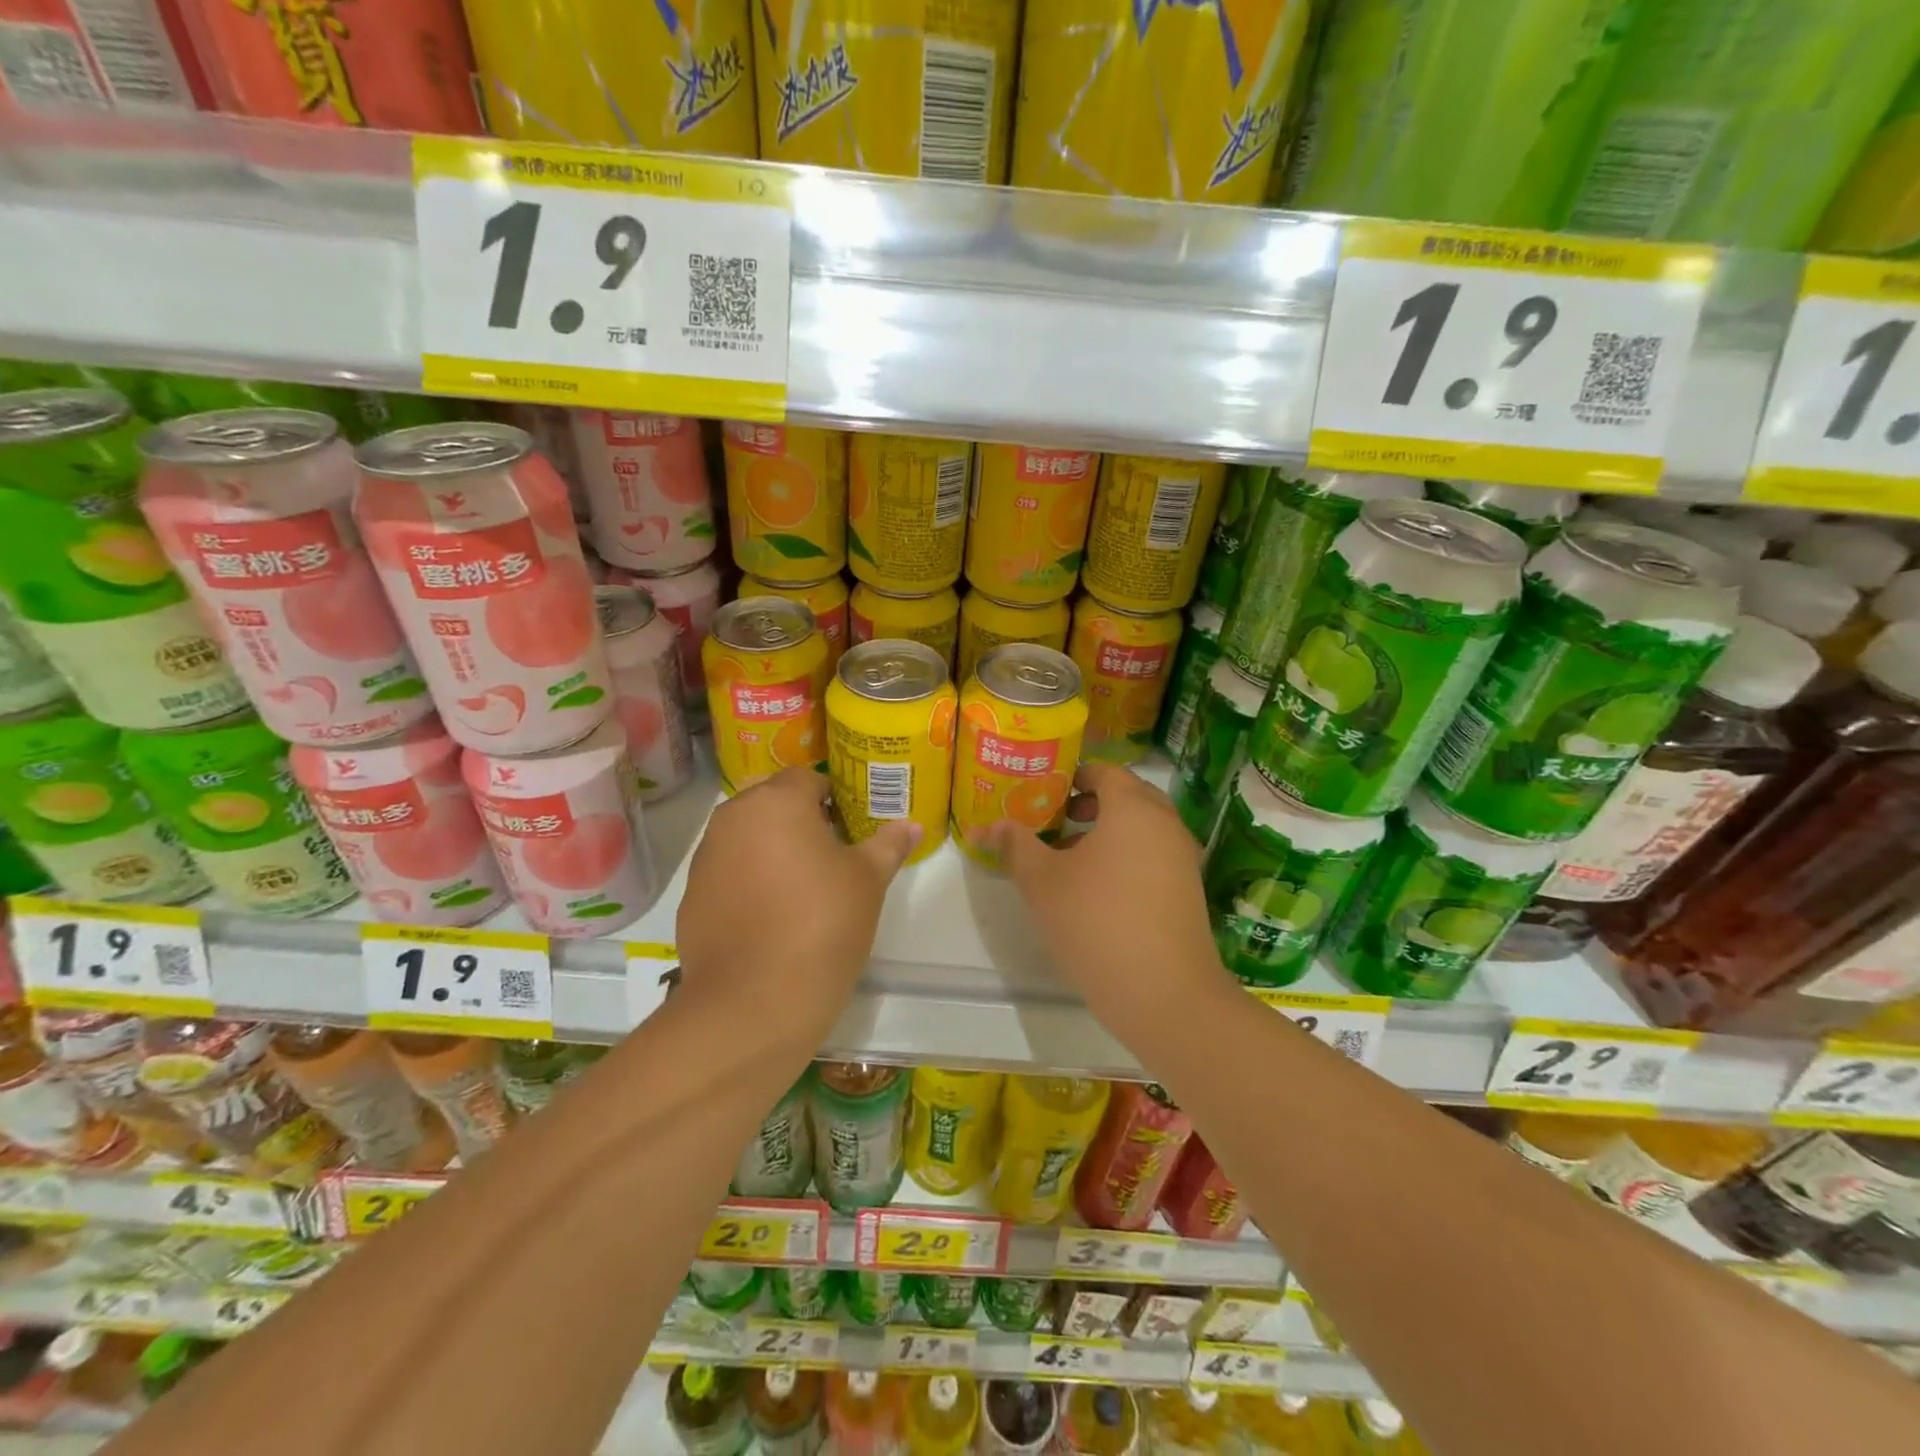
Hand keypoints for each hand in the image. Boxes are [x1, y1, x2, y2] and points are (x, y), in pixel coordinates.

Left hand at [677, 766, 918, 1040]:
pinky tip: (770, 917)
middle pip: (771, 804)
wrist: (754, 1001)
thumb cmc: (822, 924)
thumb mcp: (868, 881)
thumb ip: (889, 845)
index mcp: (776, 802)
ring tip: (800, 888)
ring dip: (770, 849)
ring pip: (746, 837)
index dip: (832, 798)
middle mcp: (733, 818)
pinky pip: (727, 873)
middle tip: (830, 856)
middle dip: (798, 820)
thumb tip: (911, 825)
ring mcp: (706, 858)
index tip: (850, 828)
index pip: (807, 779)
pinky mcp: (691, 897)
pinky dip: (747, 881)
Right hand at [991, 763, 1234, 1036]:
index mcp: (1133, 808)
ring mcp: (1183, 858)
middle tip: (1054, 821)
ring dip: (1107, 833)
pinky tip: (1099, 890)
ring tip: (1069, 859)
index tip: (1043, 794)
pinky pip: (1154, 856)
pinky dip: (1127, 857)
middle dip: (1089, 804)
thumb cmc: (1096, 922)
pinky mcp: (1188, 890)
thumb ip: (1015, 845)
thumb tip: (983, 826)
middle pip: (1126, 796)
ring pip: (1141, 829)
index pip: (1104, 771)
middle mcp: (1166, 823)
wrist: (1165, 994)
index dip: (1072, 776)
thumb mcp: (1042, 882)